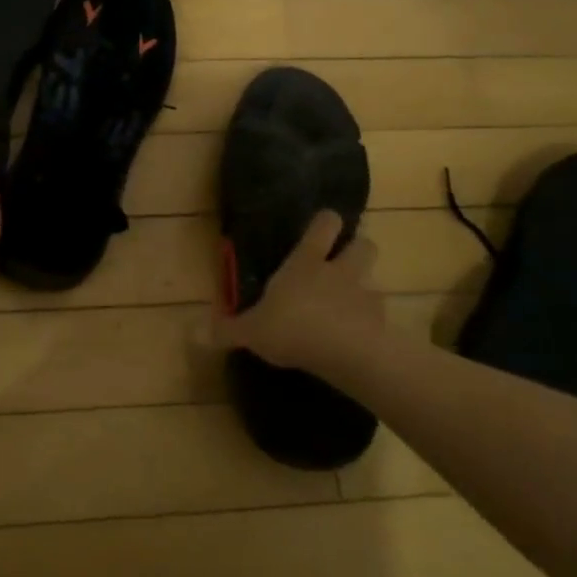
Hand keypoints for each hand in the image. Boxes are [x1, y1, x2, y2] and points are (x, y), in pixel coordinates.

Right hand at [214, 210, 386, 382]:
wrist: (348, 355)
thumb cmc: (294, 328)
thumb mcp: (252, 331)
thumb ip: (226, 330)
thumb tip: (194, 332)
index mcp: (307, 262)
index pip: (324, 225)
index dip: (326, 222)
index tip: (324, 224)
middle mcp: (340, 271)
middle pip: (363, 244)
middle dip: (356, 248)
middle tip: (343, 263)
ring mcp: (365, 295)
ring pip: (375, 279)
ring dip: (365, 288)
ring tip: (350, 306)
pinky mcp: (382, 323)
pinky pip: (380, 316)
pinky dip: (372, 323)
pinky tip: (358, 338)